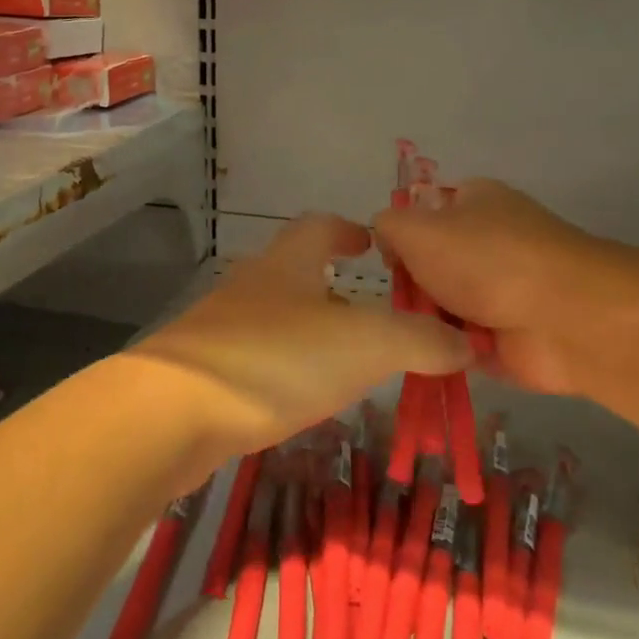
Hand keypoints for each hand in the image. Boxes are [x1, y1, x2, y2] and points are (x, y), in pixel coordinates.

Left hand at [131, 214, 469, 461]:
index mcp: (287, 263)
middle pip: (294, 271)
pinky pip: (254, 358)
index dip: (349, 230)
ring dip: (309, 331)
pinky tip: (296, 399)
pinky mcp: (202, 371)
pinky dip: (282, 368)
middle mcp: (251, 286)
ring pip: (274, 317)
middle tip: (374, 317)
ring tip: (345, 364)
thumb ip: (420, 340)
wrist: (173, 412)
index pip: (319, 226)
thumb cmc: (276, 360)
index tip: (373, 243)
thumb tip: (466, 343)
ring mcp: (220, 327)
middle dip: (333, 286)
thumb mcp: (365, 344)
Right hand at [375, 179, 638, 396]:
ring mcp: (501, 292)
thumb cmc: (487, 261)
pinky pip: (458, 343)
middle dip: (411, 285)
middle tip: (397, 303)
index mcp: (475, 202)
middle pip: (429, 264)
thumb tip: (389, 242)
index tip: (387, 258)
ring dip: (425, 322)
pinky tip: (431, 355)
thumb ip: (388, 226)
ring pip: (441, 306)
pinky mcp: (507, 338)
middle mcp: (489, 242)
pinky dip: (444, 350)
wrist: (564, 320)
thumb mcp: (418, 228)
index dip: (400, 234)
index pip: (423, 212)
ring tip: (411, 334)